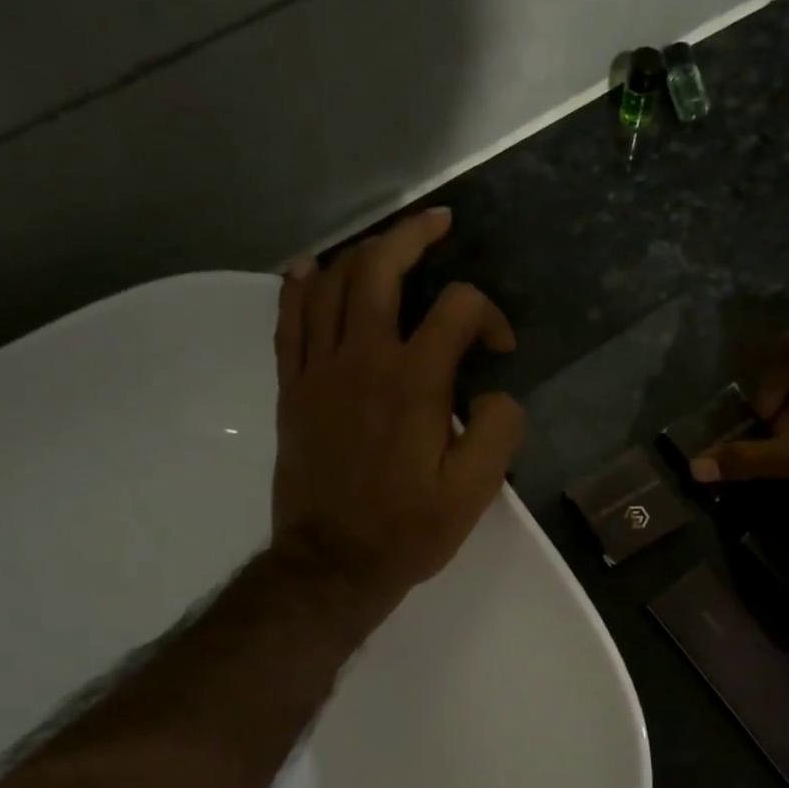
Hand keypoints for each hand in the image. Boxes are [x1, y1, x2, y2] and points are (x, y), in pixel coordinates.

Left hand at [270, 208, 525, 616]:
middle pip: (382, 267)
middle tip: (439, 223)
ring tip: (387, 243)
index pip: (458, 309)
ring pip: (332, 283)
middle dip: (414, 234)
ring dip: (363, 252)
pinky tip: (311, 268)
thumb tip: (497, 392)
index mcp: (415, 382)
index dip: (489, 316)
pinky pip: (289, 321)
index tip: (499, 351)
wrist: (332, 564)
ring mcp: (319, 370)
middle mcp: (363, 359)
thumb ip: (500, 430)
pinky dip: (299, 286)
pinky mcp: (293, 389)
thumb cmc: (408, 529)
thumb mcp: (476, 491)